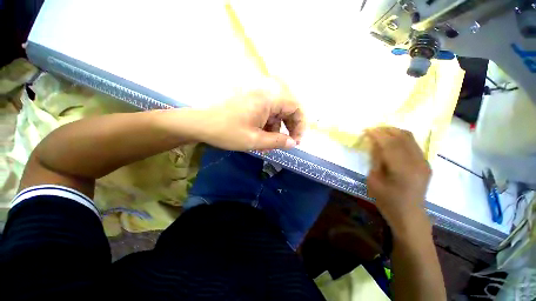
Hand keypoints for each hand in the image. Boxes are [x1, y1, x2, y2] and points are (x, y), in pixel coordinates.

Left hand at [196, 90, 304, 150]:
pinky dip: (268, 125)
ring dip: (277, 129)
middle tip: (288, 143)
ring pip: (277, 112)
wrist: (200, 124)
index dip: (300, 124)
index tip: (296, 141)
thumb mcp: (254, 140)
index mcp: (268, 99)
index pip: (295, 107)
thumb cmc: (227, 132)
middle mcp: (265, 94)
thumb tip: (293, 143)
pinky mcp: (251, 103)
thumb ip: (277, 142)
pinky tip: (262, 137)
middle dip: (290, 127)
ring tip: (270, 145)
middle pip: (288, 109)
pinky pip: (267, 113)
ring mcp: (257, 97)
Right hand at [365, 127, 431, 237]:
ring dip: (394, 132)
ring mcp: (424, 162)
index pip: (390, 144)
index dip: (377, 135)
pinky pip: (413, 144)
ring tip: (381, 131)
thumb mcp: (374, 181)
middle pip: (402, 137)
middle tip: (373, 128)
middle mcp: (417, 162)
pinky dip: (401, 138)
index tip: (367, 129)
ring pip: (410, 138)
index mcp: (403, 169)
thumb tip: (374, 144)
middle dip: (386, 130)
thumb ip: (376, 160)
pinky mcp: (425, 163)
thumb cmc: (387, 201)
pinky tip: (391, 140)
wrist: (409, 214)